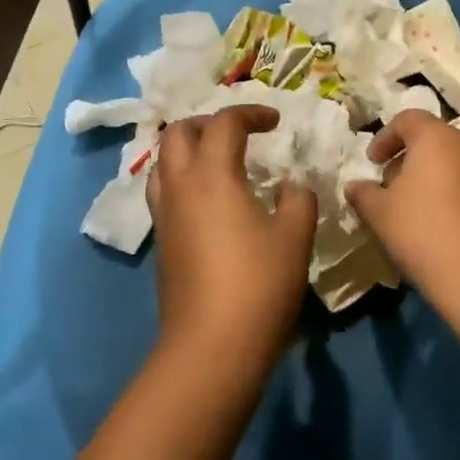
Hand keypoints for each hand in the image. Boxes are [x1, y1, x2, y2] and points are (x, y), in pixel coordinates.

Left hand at [147, 105, 316, 382]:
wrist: (210, 347)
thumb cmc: (258, 285)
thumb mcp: (294, 236)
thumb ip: (297, 200)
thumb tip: (290, 187)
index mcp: (211, 174)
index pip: (224, 122)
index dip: (251, 113)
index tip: (275, 122)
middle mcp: (180, 186)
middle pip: (179, 132)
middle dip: (209, 123)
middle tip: (240, 134)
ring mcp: (165, 215)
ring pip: (163, 162)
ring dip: (189, 149)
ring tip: (220, 161)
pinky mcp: (162, 242)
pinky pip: (164, 191)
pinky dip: (184, 179)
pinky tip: (211, 201)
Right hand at [344, 109, 459, 290]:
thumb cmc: (421, 229)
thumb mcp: (379, 211)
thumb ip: (363, 193)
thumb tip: (354, 187)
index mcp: (437, 137)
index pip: (408, 119)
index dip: (385, 137)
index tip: (372, 162)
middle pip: (432, 140)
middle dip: (407, 159)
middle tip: (389, 187)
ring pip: (453, 163)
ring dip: (430, 178)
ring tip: (412, 209)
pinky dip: (451, 194)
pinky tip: (438, 224)